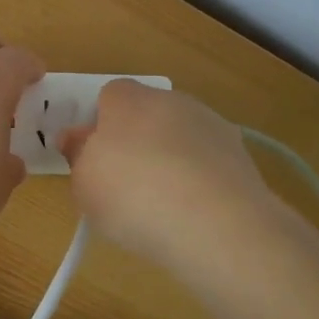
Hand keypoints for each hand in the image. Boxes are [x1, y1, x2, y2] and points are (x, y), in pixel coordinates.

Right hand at [58, 80, 278, 269]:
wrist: (213, 223)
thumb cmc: (132, 194)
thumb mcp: (83, 181)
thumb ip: (78, 154)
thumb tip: (77, 137)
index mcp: (128, 98)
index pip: (108, 95)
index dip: (98, 125)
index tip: (93, 160)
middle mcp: (172, 100)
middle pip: (147, 114)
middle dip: (135, 141)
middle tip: (122, 184)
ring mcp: (212, 125)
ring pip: (180, 138)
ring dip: (170, 160)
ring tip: (161, 206)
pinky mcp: (242, 156)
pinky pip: (207, 164)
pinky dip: (198, 181)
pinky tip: (192, 214)